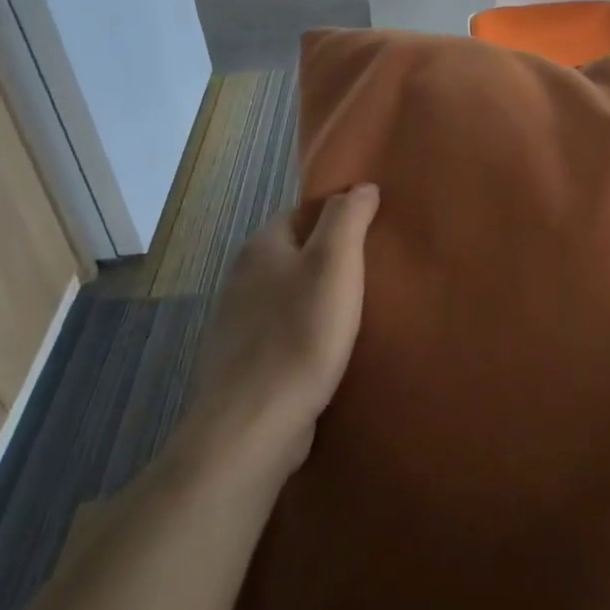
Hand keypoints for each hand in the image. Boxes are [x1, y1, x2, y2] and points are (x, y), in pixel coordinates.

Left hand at [179, 184, 379, 478]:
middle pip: (294, 254)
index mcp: (261, 247)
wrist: (255, 423)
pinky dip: (304, 334)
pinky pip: (281, 333)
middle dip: (327, 260)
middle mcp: (241, 278)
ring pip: (287, 296)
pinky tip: (328, 351)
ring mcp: (238, 323)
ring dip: (316, 300)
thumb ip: (348, 217)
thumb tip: (361, 186)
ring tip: (357, 312)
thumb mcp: (335, 263)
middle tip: (371, 272)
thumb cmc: (301, 333)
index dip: (336, 218)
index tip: (370, 233)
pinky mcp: (243, 363)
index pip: (301, 213)